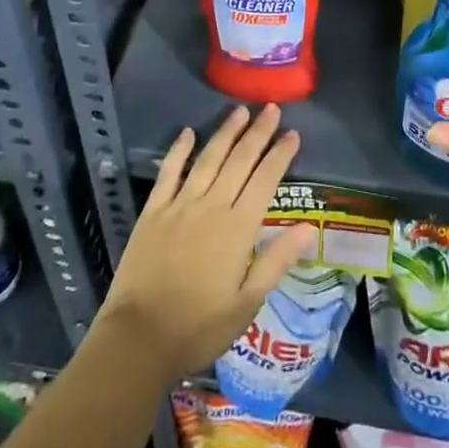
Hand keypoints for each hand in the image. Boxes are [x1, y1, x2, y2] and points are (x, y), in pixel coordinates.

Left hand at [96, 104, 318, 380]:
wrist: (139, 339)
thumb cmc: (199, 327)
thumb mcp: (247, 303)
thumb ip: (277, 260)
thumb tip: (310, 228)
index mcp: (238, 228)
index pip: (265, 180)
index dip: (280, 155)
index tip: (293, 133)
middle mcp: (211, 206)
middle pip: (239, 160)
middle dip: (258, 133)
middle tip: (271, 108)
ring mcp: (179, 205)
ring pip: (208, 159)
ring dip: (226, 132)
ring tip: (240, 111)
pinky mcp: (153, 211)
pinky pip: (169, 172)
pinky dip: (179, 150)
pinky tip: (188, 132)